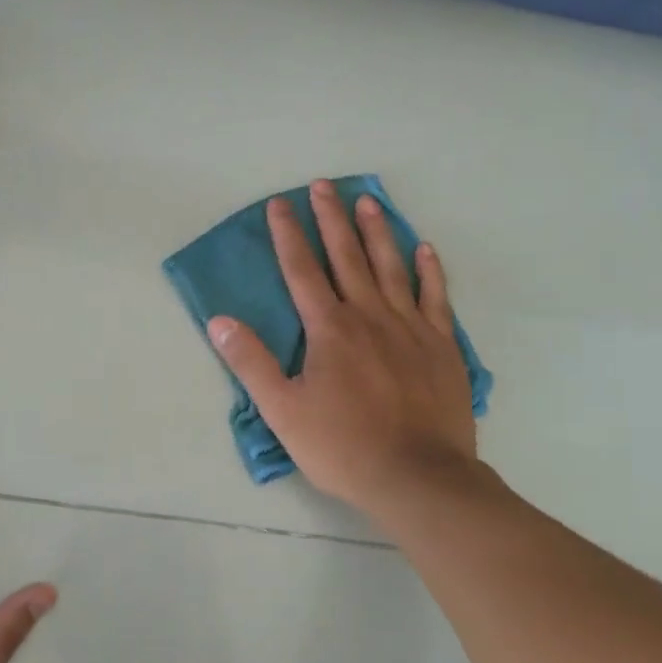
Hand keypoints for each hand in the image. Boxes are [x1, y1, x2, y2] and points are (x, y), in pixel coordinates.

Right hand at [207, 180, 481, 516]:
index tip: (279, 203)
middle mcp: (369, 316)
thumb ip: (251, 363)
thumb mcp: (283, 410)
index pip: (301, 270)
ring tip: (367, 200)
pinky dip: (429, 270)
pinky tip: (423, 248)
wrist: (418, 477)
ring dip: (377, 232)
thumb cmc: (343, 446)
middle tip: (323, 185)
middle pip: (346, 257)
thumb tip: (220, 321)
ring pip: (391, 267)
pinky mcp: (441, 345)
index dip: (287, 234)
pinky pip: (435, 297)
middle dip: (330, 219)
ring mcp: (410, 327)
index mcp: (329, 329)